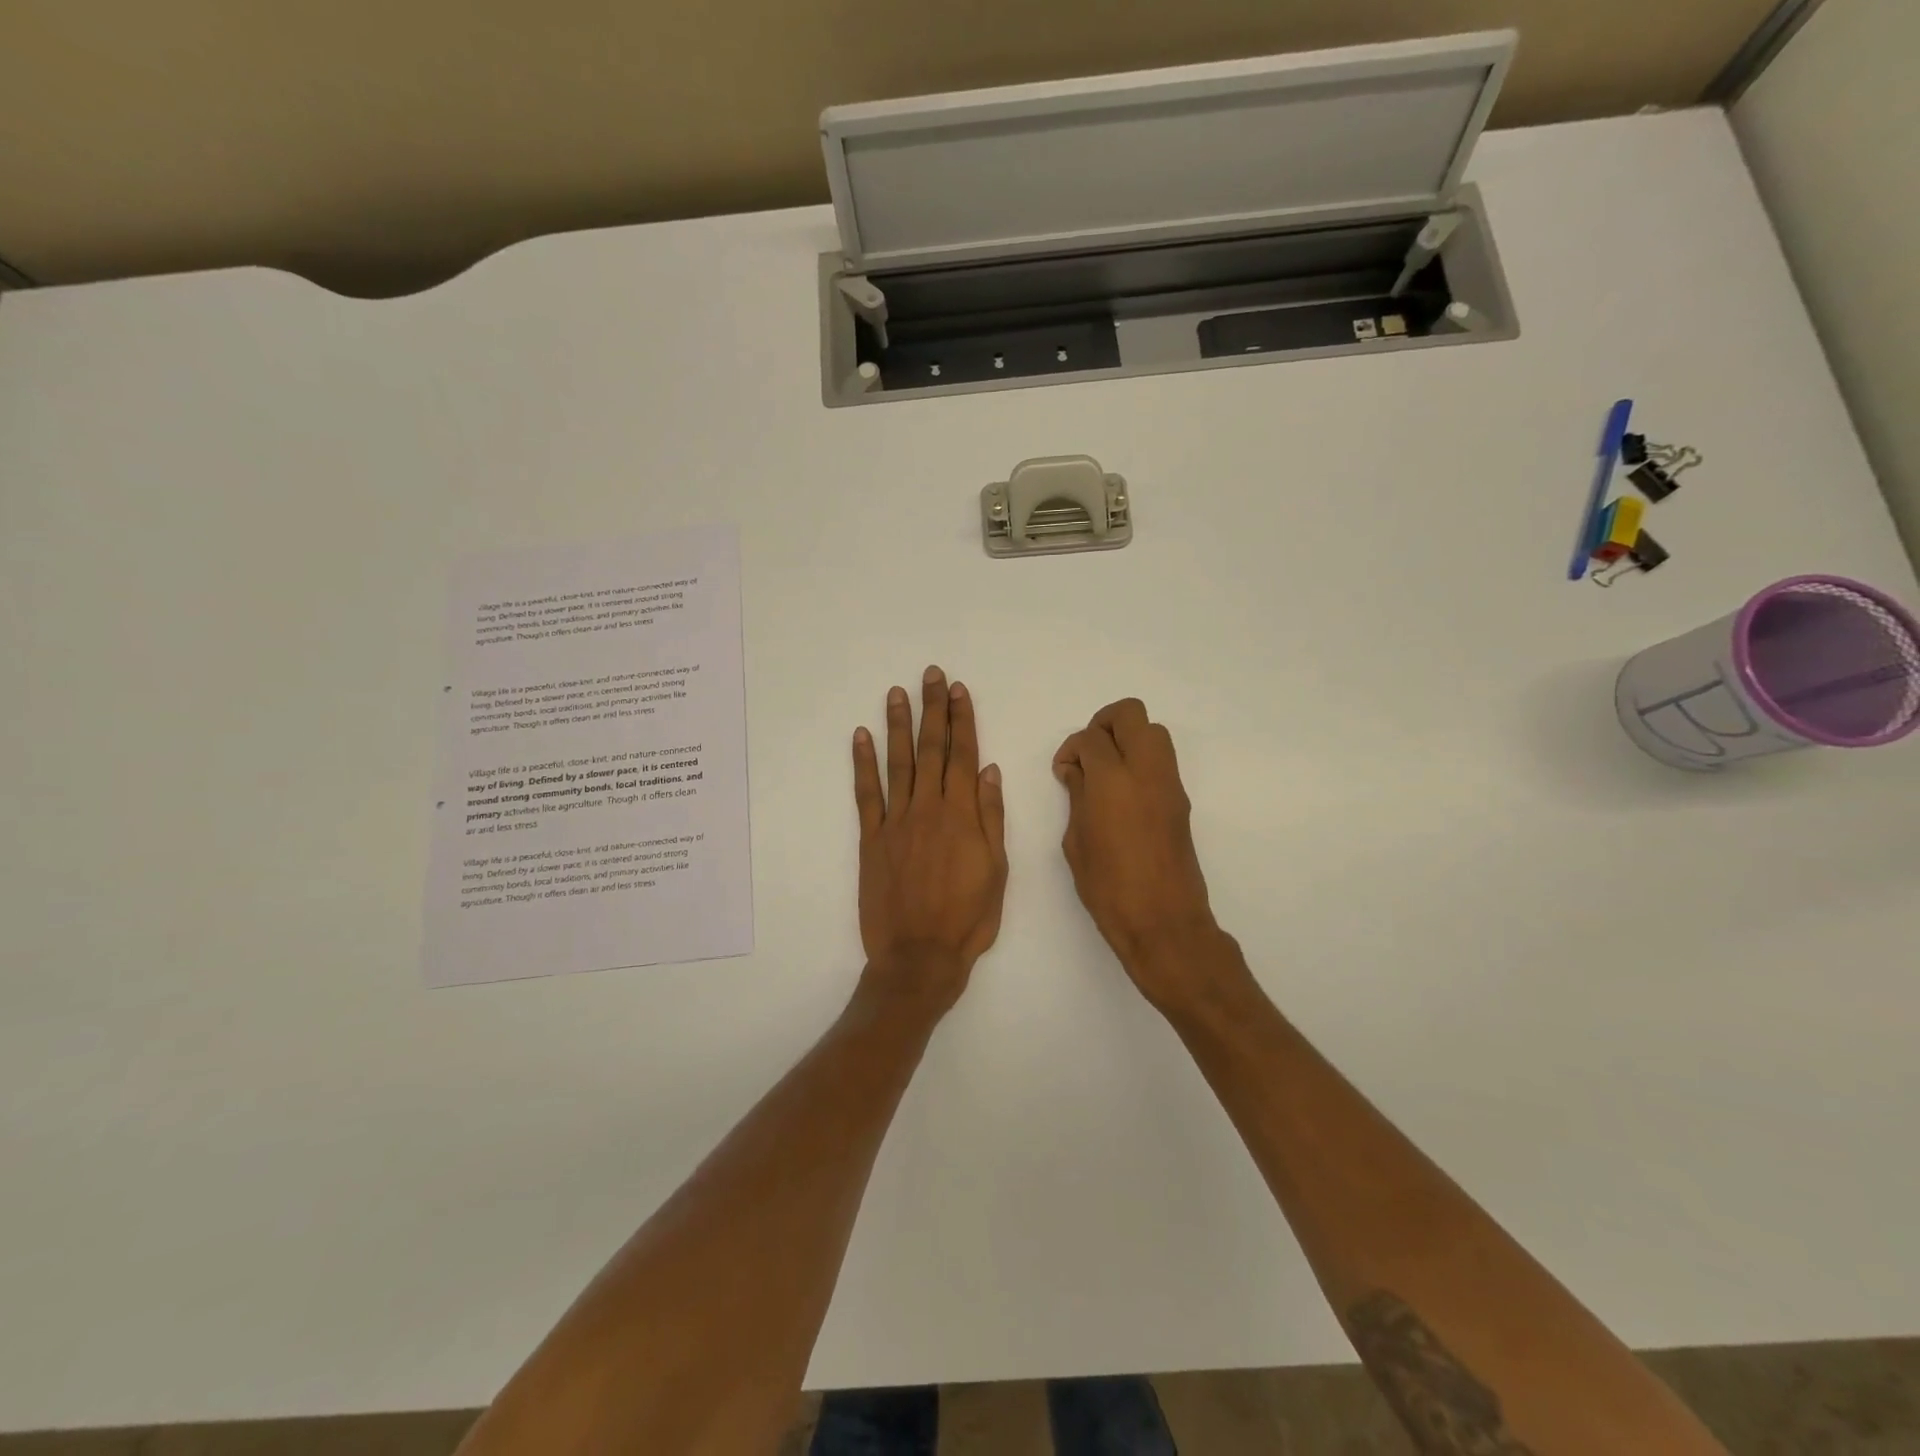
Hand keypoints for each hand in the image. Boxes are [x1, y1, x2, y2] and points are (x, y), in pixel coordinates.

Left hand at [851, 666, 1008, 1016]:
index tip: (958, 691)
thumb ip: (991, 817)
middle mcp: (929, 808)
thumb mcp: (997, 870)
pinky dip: (863, 764)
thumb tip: (989, 771)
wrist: (919, 956)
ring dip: (899, 725)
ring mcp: (896, 822)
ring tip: (897, 693)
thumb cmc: (968, 917)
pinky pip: (866, 794)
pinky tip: (861, 737)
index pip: (964, 755)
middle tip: (931, 675)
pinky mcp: (871, 839)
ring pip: (899, 763)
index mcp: (963, 815)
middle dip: (933, 710)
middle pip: (933, 749)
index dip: (962, 720)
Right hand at [1053, 699, 1244, 1016]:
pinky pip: (1162, 760)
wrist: (1163, 921)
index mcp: (1113, 780)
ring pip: (1153, 731)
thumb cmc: (1109, 888)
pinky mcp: (1181, 800)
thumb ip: (1077, 796)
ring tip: (1105, 773)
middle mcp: (1146, 771)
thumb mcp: (1076, 841)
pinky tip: (1122, 793)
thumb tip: (1076, 771)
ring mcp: (1169, 784)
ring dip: (1126, 738)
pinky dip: (1141, 760)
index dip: (1071, 749)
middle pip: (1130, 715)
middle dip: (1103, 725)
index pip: (1091, 738)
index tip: (1064, 771)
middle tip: (1087, 756)